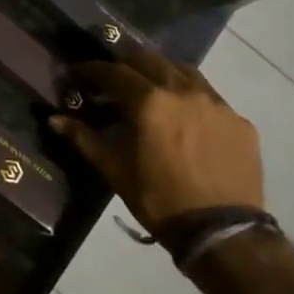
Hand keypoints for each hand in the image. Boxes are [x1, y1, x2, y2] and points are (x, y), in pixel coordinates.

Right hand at [51, 47, 261, 234]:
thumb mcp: (115, 170)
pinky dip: (191, 98)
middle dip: (126, 63)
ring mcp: (216, 104)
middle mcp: (183, 91)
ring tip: (151, 90)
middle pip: (149, 60)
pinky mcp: (239, 121)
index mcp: (150, 101)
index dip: (91, 70)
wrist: (223, 233)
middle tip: (112, 78)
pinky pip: (211, 97)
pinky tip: (186, 118)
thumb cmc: (159, 200)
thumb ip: (84, 138)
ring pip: (184, 71)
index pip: (113, 72)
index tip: (77, 72)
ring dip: (162, 73)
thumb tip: (54, 120)